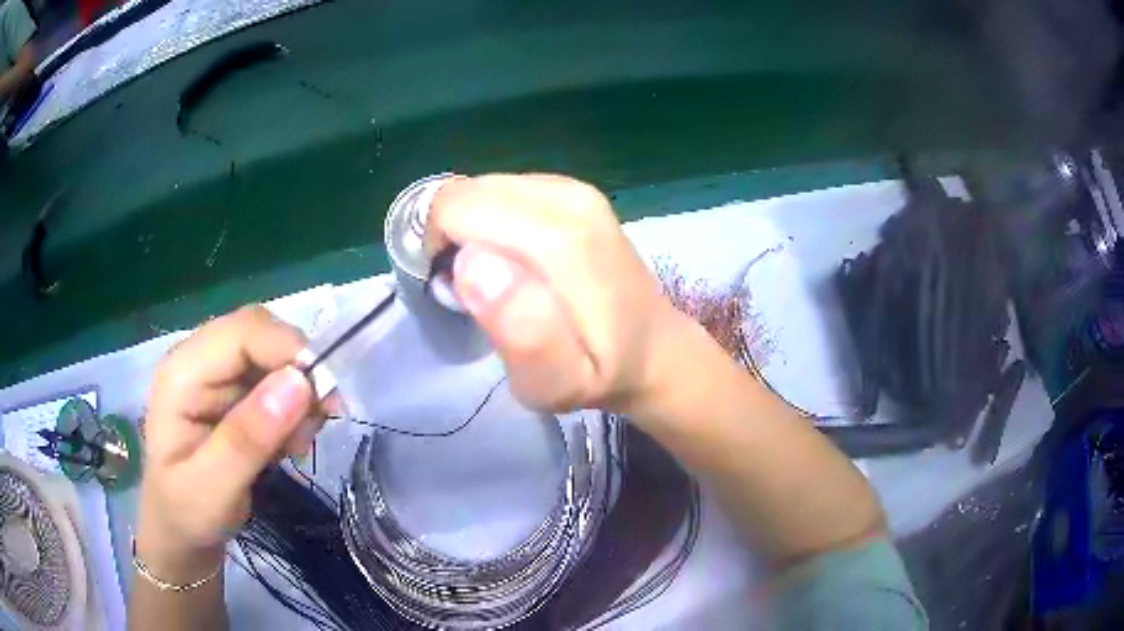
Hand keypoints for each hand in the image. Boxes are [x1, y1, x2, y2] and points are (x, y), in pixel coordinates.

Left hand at [137, 306, 321, 578]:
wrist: (181, 529)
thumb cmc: (187, 513)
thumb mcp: (213, 489)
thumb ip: (247, 438)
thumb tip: (299, 383)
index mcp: (182, 373)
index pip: (243, 332)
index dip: (289, 350)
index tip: (325, 400)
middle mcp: (199, 360)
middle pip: (261, 334)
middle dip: (298, 371)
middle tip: (318, 424)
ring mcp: (216, 373)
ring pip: (274, 354)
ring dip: (300, 394)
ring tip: (298, 444)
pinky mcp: (233, 390)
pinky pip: (276, 379)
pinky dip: (296, 406)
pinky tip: (290, 442)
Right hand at [429, 173, 683, 414]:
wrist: (652, 348)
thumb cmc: (599, 373)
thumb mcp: (556, 381)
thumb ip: (519, 329)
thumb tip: (472, 262)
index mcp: (560, 237)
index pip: (455, 207)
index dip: (436, 247)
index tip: (454, 292)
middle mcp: (567, 196)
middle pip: (466, 192)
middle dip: (451, 237)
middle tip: (474, 291)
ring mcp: (573, 188)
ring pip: (482, 189)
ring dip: (470, 230)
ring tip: (496, 279)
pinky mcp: (573, 189)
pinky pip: (504, 191)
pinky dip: (493, 221)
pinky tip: (515, 260)